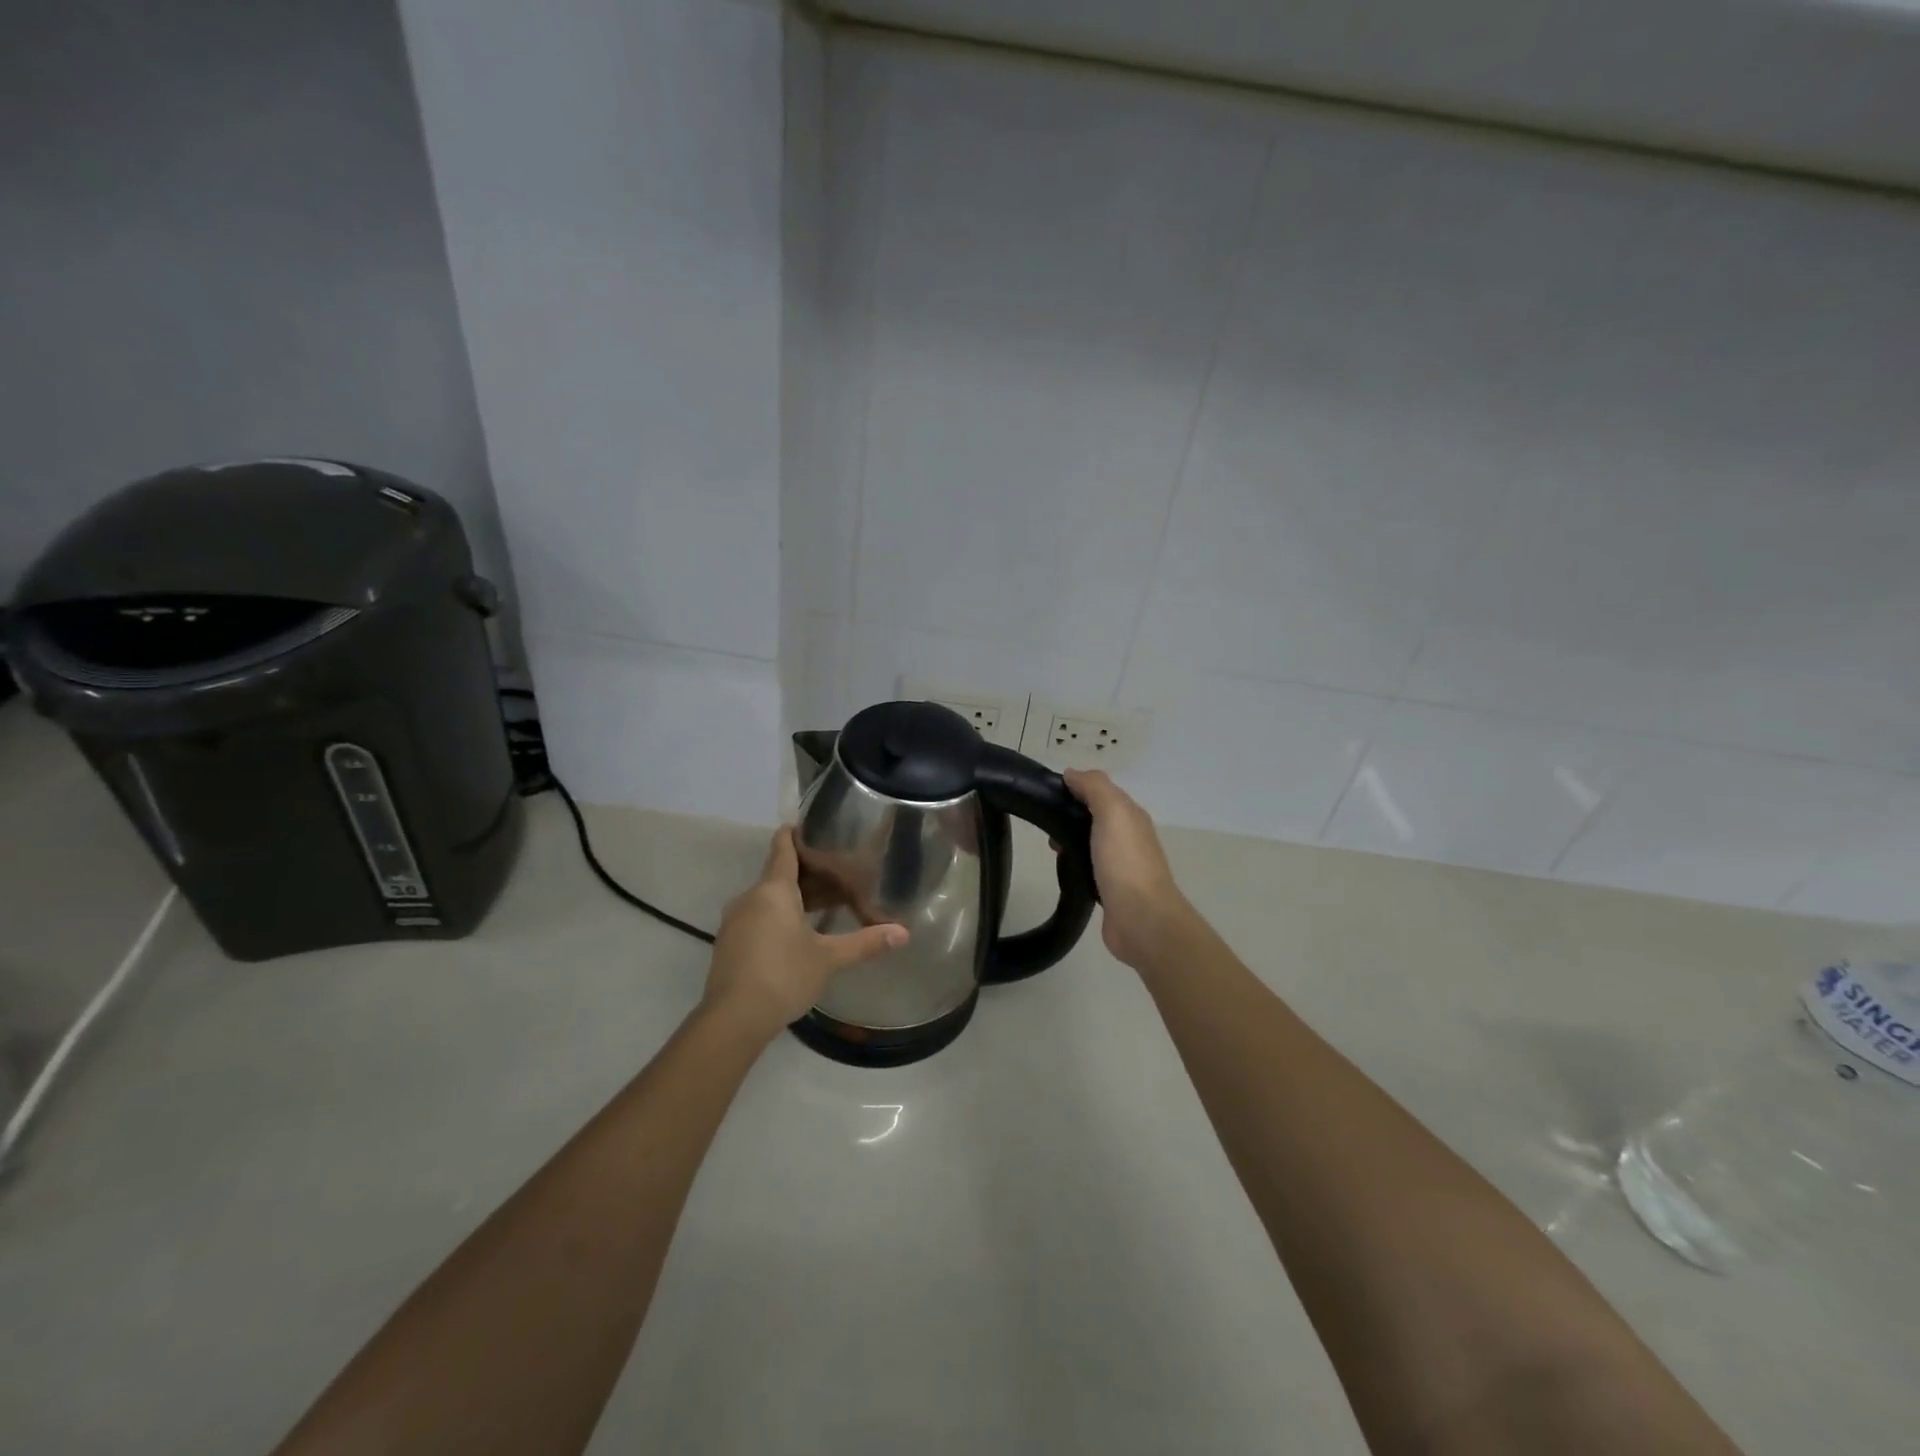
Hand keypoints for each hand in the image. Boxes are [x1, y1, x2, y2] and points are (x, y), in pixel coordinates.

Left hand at [702, 827, 907, 1039]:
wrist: (732, 1019)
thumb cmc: (784, 975)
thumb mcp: (829, 958)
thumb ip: (865, 942)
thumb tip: (904, 933)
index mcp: (773, 890)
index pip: (782, 848)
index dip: (794, 834)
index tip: (810, 826)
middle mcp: (750, 898)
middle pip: (778, 875)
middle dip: (805, 874)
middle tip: (836, 876)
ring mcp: (735, 921)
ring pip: (766, 899)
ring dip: (791, 899)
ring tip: (821, 907)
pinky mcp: (728, 944)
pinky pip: (756, 918)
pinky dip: (776, 918)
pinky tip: (796, 936)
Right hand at [1062, 769, 1200, 971]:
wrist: (1141, 919)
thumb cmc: (1125, 862)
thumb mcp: (1112, 812)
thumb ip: (1094, 788)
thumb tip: (1072, 774)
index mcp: (1131, 815)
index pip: (1100, 791)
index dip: (1075, 787)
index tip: (1046, 793)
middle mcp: (1129, 836)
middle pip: (1095, 816)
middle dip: (1069, 815)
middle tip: (1044, 824)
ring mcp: (1121, 864)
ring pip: (1091, 841)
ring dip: (1070, 839)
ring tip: (1049, 847)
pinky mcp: (1110, 889)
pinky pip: (1089, 866)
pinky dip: (1075, 862)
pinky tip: (1063, 868)